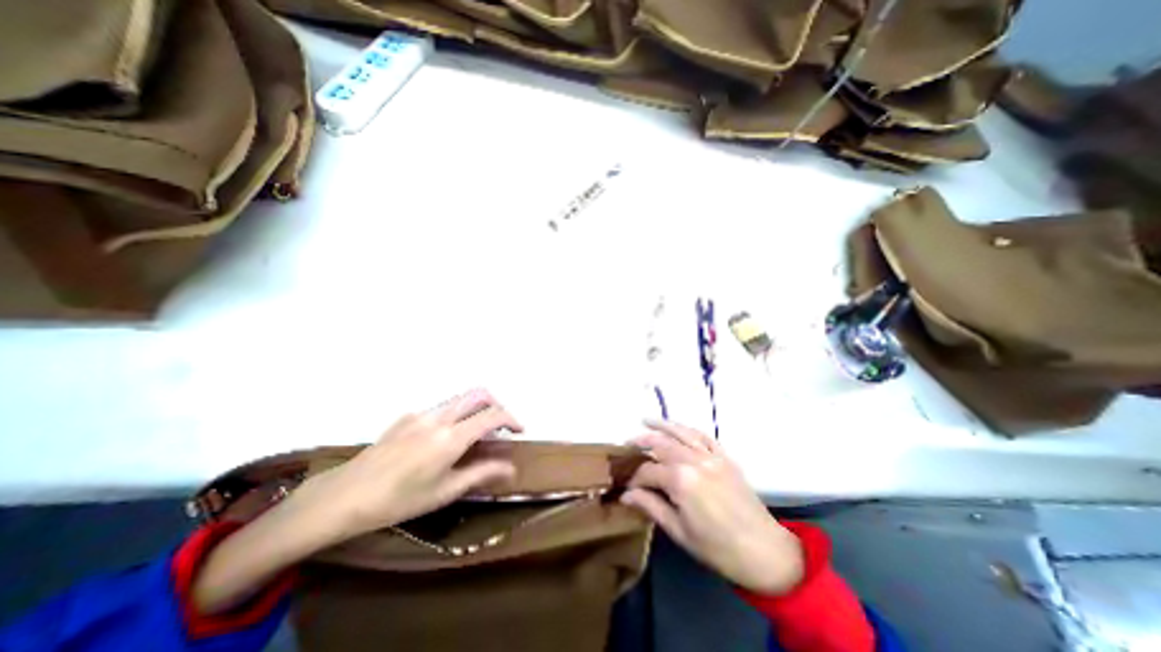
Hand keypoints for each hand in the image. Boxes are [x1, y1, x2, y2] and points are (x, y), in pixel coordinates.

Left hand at [190, 390, 520, 614]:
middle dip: (496, 404)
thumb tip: (511, 467)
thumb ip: (481, 473)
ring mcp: (421, 413)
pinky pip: (440, 408)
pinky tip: (441, 442)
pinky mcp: (406, 416)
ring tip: (474, 436)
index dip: (512, 419)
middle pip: (478, 394)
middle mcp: (439, 417)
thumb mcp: (444, 492)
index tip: (519, 431)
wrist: (342, 497)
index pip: (492, 415)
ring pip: (459, 399)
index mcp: (450, 438)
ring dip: (475, 410)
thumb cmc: (397, 501)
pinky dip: (454, 416)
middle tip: (500, 426)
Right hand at [622, 422, 804, 595]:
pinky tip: (678, 428)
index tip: (625, 484)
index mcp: (681, 480)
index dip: (634, 477)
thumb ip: (651, 506)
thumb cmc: (717, 548)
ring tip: (646, 420)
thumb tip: (625, 495)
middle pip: (661, 444)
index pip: (648, 470)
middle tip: (627, 445)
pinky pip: (703, 436)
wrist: (765, 552)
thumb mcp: (679, 531)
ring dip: (662, 425)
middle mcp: (694, 460)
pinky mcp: (725, 456)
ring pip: (681, 432)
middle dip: (642, 442)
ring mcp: (711, 455)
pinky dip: (688, 429)